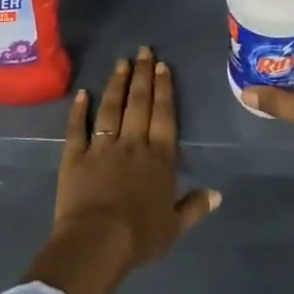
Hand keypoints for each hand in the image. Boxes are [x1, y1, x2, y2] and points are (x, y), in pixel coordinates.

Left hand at [24, 47, 219, 293]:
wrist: (97, 243)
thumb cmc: (139, 237)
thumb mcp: (174, 227)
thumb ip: (195, 206)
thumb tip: (217, 193)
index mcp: (159, 158)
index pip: (164, 116)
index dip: (164, 89)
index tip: (163, 66)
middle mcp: (133, 144)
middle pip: (139, 104)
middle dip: (143, 75)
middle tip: (144, 51)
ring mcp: (102, 147)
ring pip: (111, 108)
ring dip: (116, 84)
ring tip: (121, 62)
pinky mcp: (75, 156)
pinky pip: (77, 128)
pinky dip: (79, 110)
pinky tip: (83, 93)